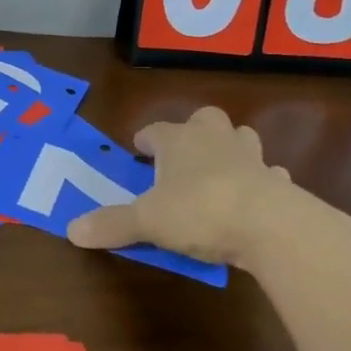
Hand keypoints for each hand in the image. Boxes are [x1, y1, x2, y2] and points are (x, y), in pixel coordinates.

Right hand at [66, 106, 339, 270]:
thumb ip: (112, 224)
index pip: (155, 131)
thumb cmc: (199, 211)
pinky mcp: (279, 182)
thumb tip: (71, 230)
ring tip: (218, 173)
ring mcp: (251, 158)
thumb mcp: (147, 221)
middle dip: (194, 132)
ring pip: (241, 139)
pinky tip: (254, 199)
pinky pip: (269, 174)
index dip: (145, 141)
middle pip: (204, 120)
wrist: (271, 226)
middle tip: (182, 157)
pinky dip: (261, 182)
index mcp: (178, 141)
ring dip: (230, 149)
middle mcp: (215, 139)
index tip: (138, 151)